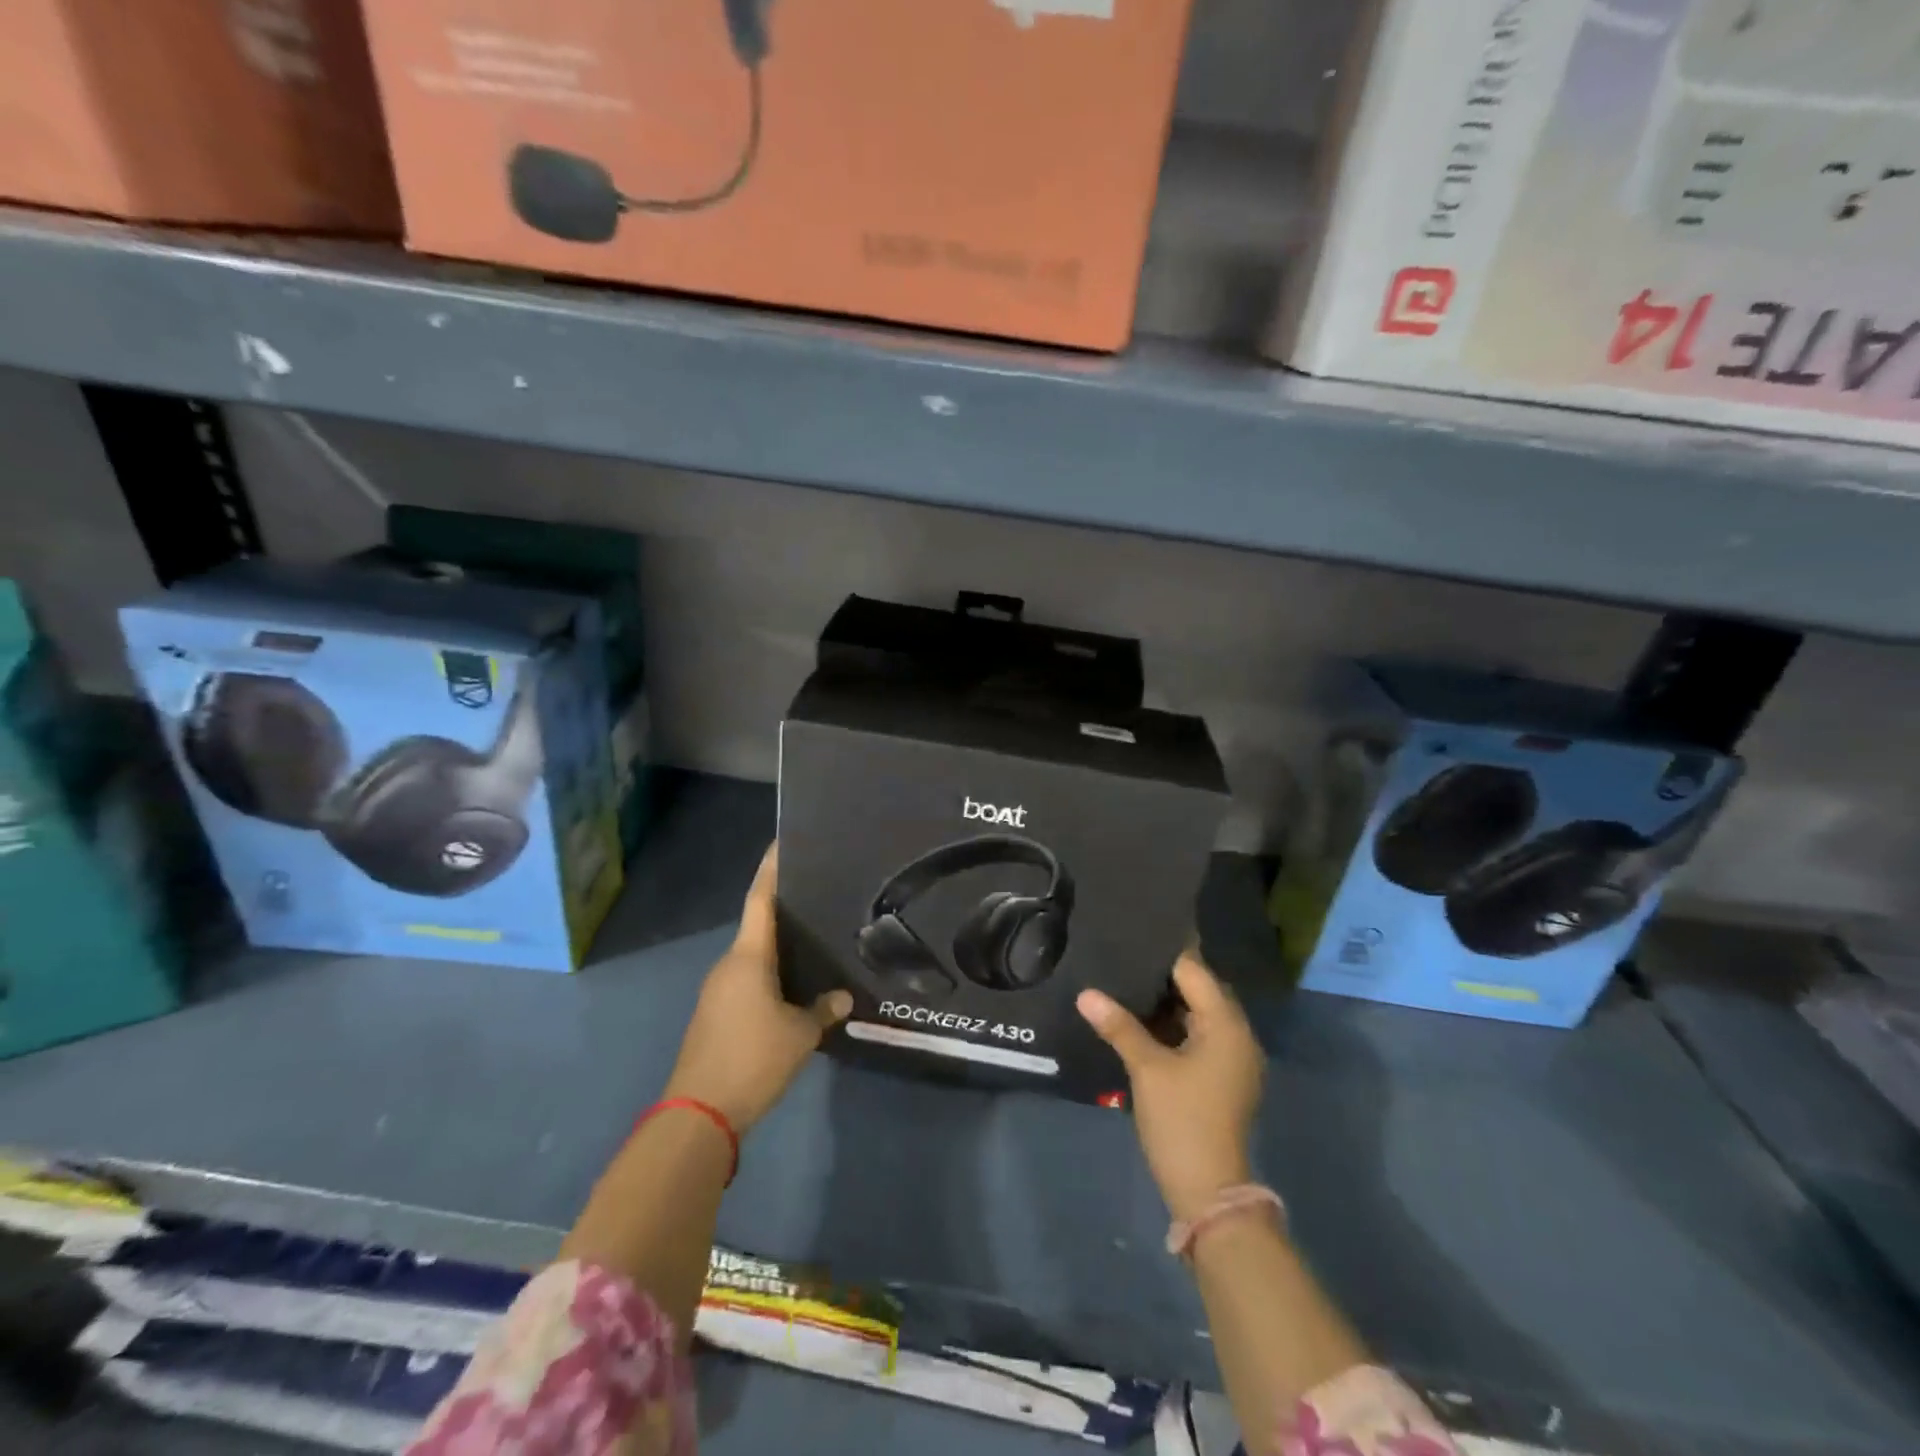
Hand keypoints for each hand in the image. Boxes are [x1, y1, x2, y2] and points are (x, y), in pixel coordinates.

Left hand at [665, 844, 850, 1133]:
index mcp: (748, 957)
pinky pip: (748, 980)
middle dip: (785, 910)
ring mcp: (718, 989)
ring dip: (778, 948)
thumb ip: (823, 1009)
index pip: (760, 899)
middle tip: (819, 897)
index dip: (772, 869)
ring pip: (754, 956)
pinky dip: (770, 974)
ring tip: (813, 940)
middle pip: (758, 926)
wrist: (698, 1113)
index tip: (782, 841)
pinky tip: (794, 986)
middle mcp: (729, 964)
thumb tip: (843, 996)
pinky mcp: (715, 1013)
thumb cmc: (752, 1059)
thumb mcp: (800, 1034)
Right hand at [1077, 951, 1263, 1221]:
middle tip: (1124, 956)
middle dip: (1164, 976)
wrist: (1208, 1190)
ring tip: (1126, 981)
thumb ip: (1119, 1026)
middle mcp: (1237, 1035)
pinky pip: (1199, 1036)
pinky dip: (1174, 1026)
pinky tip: (1141, 1020)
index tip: (1132, 936)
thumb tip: (1085, 993)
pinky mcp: (1223, 1077)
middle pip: (1200, 990)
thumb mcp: (1147, 1069)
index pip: (1195, 972)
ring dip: (1167, 1002)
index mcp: (1226, 1025)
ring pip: (1198, 1014)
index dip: (1164, 954)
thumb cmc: (1182, 1120)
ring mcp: (1232, 1058)